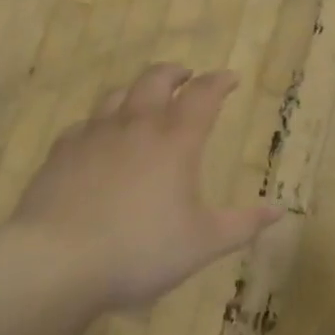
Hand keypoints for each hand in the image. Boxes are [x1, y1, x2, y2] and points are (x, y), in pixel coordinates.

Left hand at [7, 64, 282, 310]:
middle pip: (156, 79)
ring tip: (143, 102)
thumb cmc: (140, 250)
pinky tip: (98, 139)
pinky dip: (100, 123)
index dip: (219, 81)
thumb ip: (243, 224)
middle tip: (186, 76)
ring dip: (137, 92)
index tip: (230, 78)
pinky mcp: (62, 151)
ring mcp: (95, 134)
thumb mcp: (203, 243)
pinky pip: (85, 124)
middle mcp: (137, 124)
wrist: (56, 262)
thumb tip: (279, 210)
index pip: (204, 94)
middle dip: (176, 72)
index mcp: (176, 140)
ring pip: (118, 95)